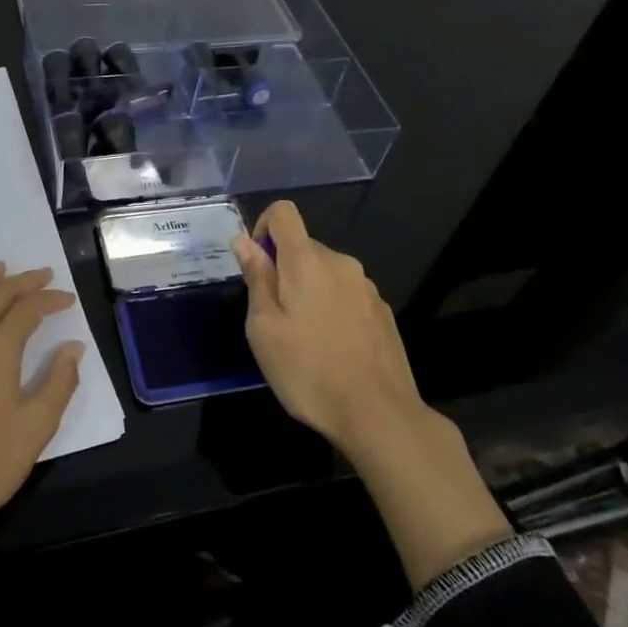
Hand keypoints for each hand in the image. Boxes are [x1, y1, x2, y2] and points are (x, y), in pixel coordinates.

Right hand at [230, 200, 421, 454]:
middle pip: (304, 247)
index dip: (262, 228)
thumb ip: (256, 279)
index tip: (257, 267)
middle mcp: (341, 263)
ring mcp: (366, 287)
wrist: (378, 414)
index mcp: (307, 261)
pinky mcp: (383, 312)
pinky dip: (332, 310)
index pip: (283, 212)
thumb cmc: (308, 371)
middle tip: (274, 320)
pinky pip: (347, 296)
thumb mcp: (264, 328)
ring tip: (304, 340)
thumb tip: (244, 242)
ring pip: (326, 274)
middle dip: (284, 271)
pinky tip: (333, 350)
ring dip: (309, 292)